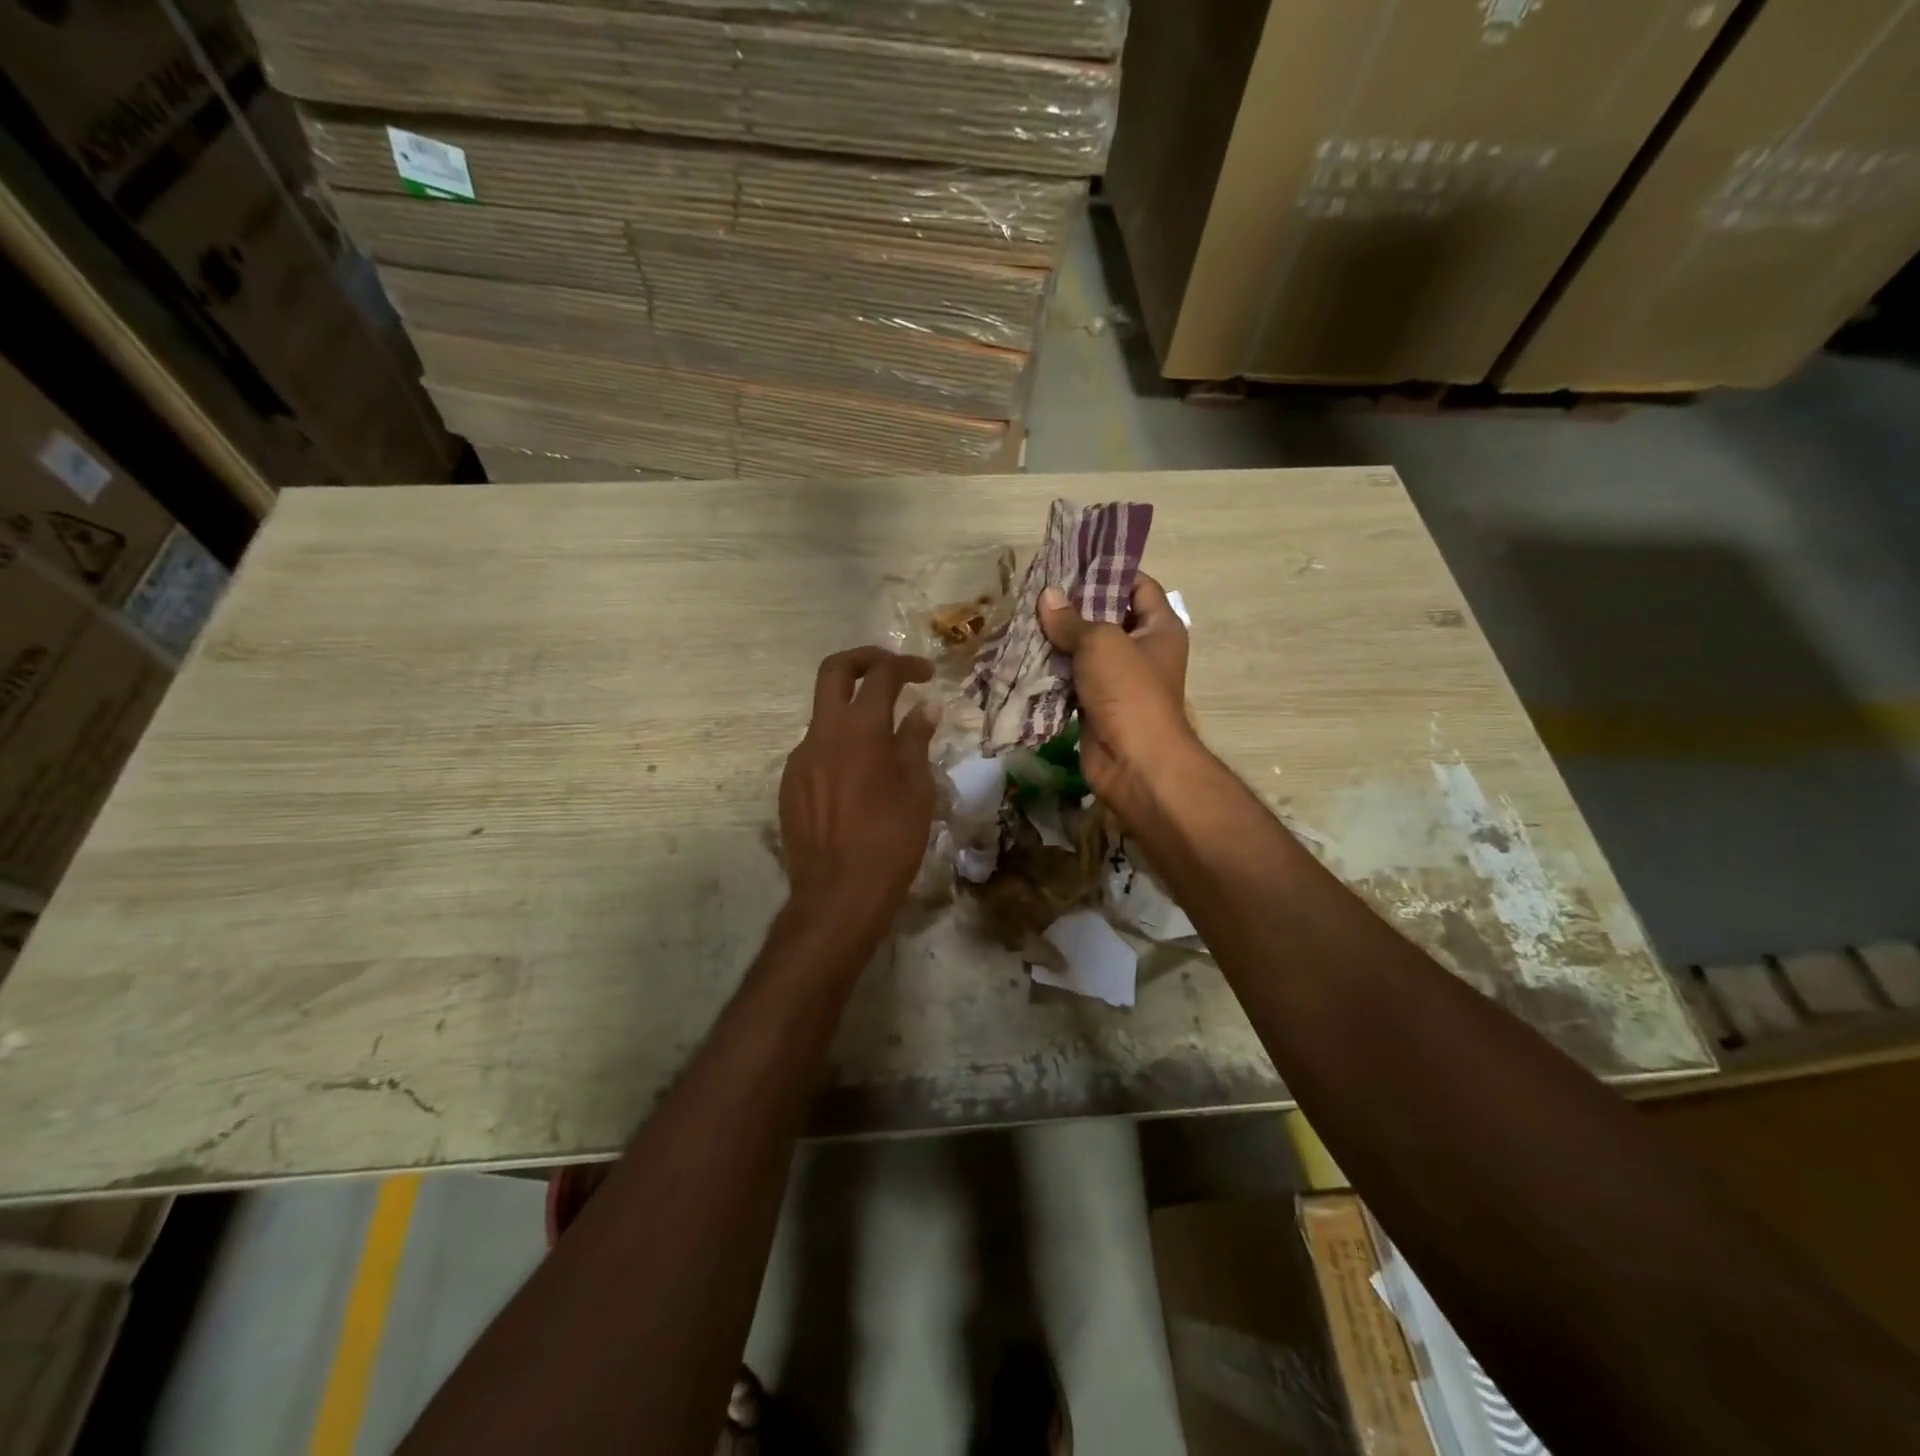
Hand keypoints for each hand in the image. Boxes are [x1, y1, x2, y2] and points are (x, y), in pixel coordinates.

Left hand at [780, 647, 937, 932]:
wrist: (838, 894)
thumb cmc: (890, 840)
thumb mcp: (916, 789)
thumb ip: (916, 741)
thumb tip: (924, 708)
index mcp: (860, 729)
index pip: (881, 675)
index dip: (906, 665)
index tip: (926, 674)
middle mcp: (823, 733)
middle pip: (834, 671)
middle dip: (864, 659)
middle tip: (891, 670)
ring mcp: (800, 759)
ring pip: (824, 715)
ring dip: (852, 713)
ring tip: (883, 742)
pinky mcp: (790, 785)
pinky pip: (816, 751)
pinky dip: (839, 747)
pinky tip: (858, 780)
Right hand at [1038, 574, 1197, 807]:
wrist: (1134, 762)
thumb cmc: (1128, 691)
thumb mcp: (1100, 642)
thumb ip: (1071, 618)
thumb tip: (1046, 596)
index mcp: (1159, 627)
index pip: (1138, 585)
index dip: (1109, 571)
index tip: (1072, 563)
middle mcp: (1142, 650)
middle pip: (1106, 617)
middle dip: (1072, 606)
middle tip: (1036, 592)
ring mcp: (1118, 680)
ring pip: (1084, 650)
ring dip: (1057, 640)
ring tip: (1023, 620)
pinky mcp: (1096, 705)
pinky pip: (1071, 680)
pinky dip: (1051, 671)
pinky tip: (1023, 656)